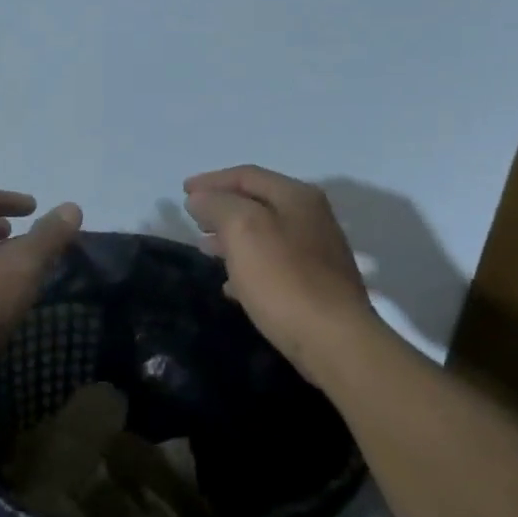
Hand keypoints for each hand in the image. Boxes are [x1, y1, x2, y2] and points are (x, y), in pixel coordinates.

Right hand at [184, 165, 379, 375]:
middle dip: (222, 207)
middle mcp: (311, 217)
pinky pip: (273, 265)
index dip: (211, 181)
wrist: (334, 341)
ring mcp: (317, 252)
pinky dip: (248, 266)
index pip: (247, 175)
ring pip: (264, 234)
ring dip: (232, 237)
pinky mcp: (316, 285)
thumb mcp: (243, 231)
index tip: (182, 192)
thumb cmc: (284, 280)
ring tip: (205, 248)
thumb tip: (200, 198)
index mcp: (296, 197)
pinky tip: (231, 285)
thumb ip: (218, 206)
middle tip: (193, 219)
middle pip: (257, 202)